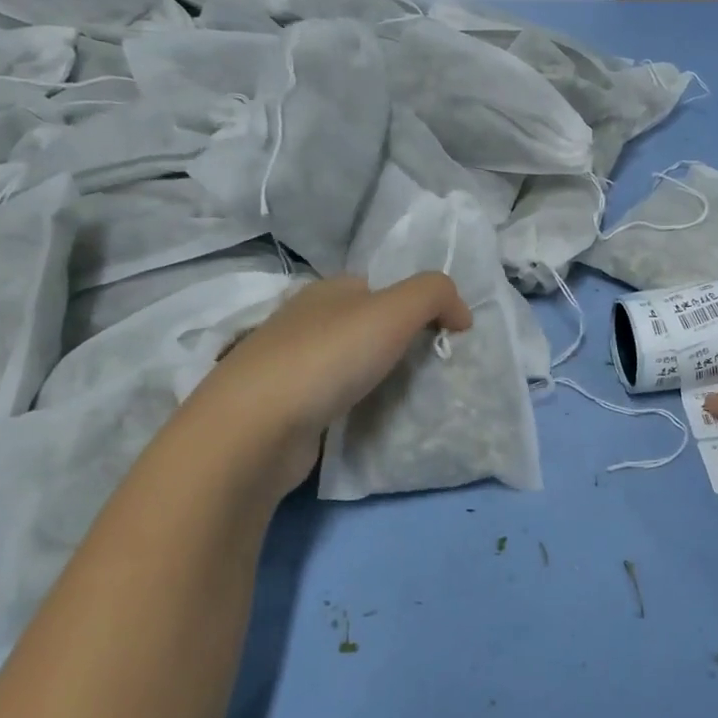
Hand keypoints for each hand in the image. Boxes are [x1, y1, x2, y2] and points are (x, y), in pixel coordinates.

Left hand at [186, 272, 471, 497]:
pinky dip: (352, 404)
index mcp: (328, 290)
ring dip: (375, 376)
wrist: (255, 429)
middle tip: (429, 371)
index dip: (417, 307)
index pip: (382, 288)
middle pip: (365, 324)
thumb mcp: (395, 310)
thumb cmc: (329, 358)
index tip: (443, 339)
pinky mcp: (282, 406)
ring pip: (347, 362)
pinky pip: (331, 397)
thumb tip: (461, 314)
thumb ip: (435, 295)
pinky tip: (364, 419)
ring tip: (403, 399)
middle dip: (398, 343)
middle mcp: (304, 320)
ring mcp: (287, 364)